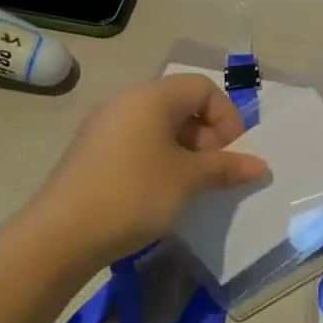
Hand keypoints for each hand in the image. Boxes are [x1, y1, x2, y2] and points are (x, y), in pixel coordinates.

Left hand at [30, 73, 269, 268]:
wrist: (61, 235)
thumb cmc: (134, 194)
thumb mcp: (189, 180)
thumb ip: (226, 167)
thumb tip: (260, 166)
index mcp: (151, 97)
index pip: (202, 88)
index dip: (226, 117)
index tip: (232, 154)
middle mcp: (126, 102)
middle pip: (181, 105)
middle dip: (207, 137)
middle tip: (214, 174)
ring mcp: (104, 127)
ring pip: (159, 127)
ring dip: (185, 152)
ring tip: (191, 187)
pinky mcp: (92, 153)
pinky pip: (138, 144)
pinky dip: (160, 161)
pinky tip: (161, 194)